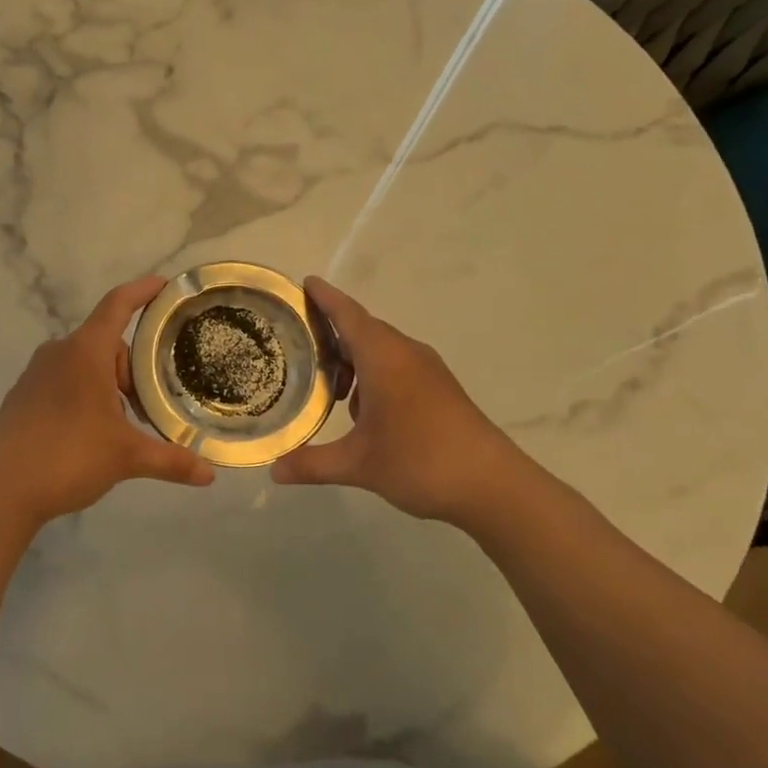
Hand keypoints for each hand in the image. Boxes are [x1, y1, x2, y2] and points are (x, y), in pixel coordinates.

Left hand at [0, 275, 214, 529]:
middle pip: (107, 344)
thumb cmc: (68, 456)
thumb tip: (210, 475)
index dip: (143, 291)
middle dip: (133, 369)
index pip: (118, 305)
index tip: (165, 285)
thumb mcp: (126, 456)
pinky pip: (64, 382)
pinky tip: (91, 435)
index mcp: (85, 351)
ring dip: (110, 386)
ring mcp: (35, 375)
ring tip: (123, 426)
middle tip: (150, 406)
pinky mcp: (22, 397)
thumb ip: (170, 460)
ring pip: (85, 365)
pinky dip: (85, 396)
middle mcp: (58, 353)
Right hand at [271, 277, 543, 526]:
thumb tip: (274, 469)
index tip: (305, 282)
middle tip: (299, 344)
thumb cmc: (420, 461)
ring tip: (329, 388)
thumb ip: (312, 464)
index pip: (348, 315)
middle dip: (333, 333)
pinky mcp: (441, 389)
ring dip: (354, 360)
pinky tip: (364, 411)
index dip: (325, 298)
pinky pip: (398, 366)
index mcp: (384, 357)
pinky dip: (374, 375)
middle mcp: (406, 354)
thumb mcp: (358, 465)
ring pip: (382, 350)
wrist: (494, 486)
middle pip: (363, 330)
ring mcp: (428, 371)